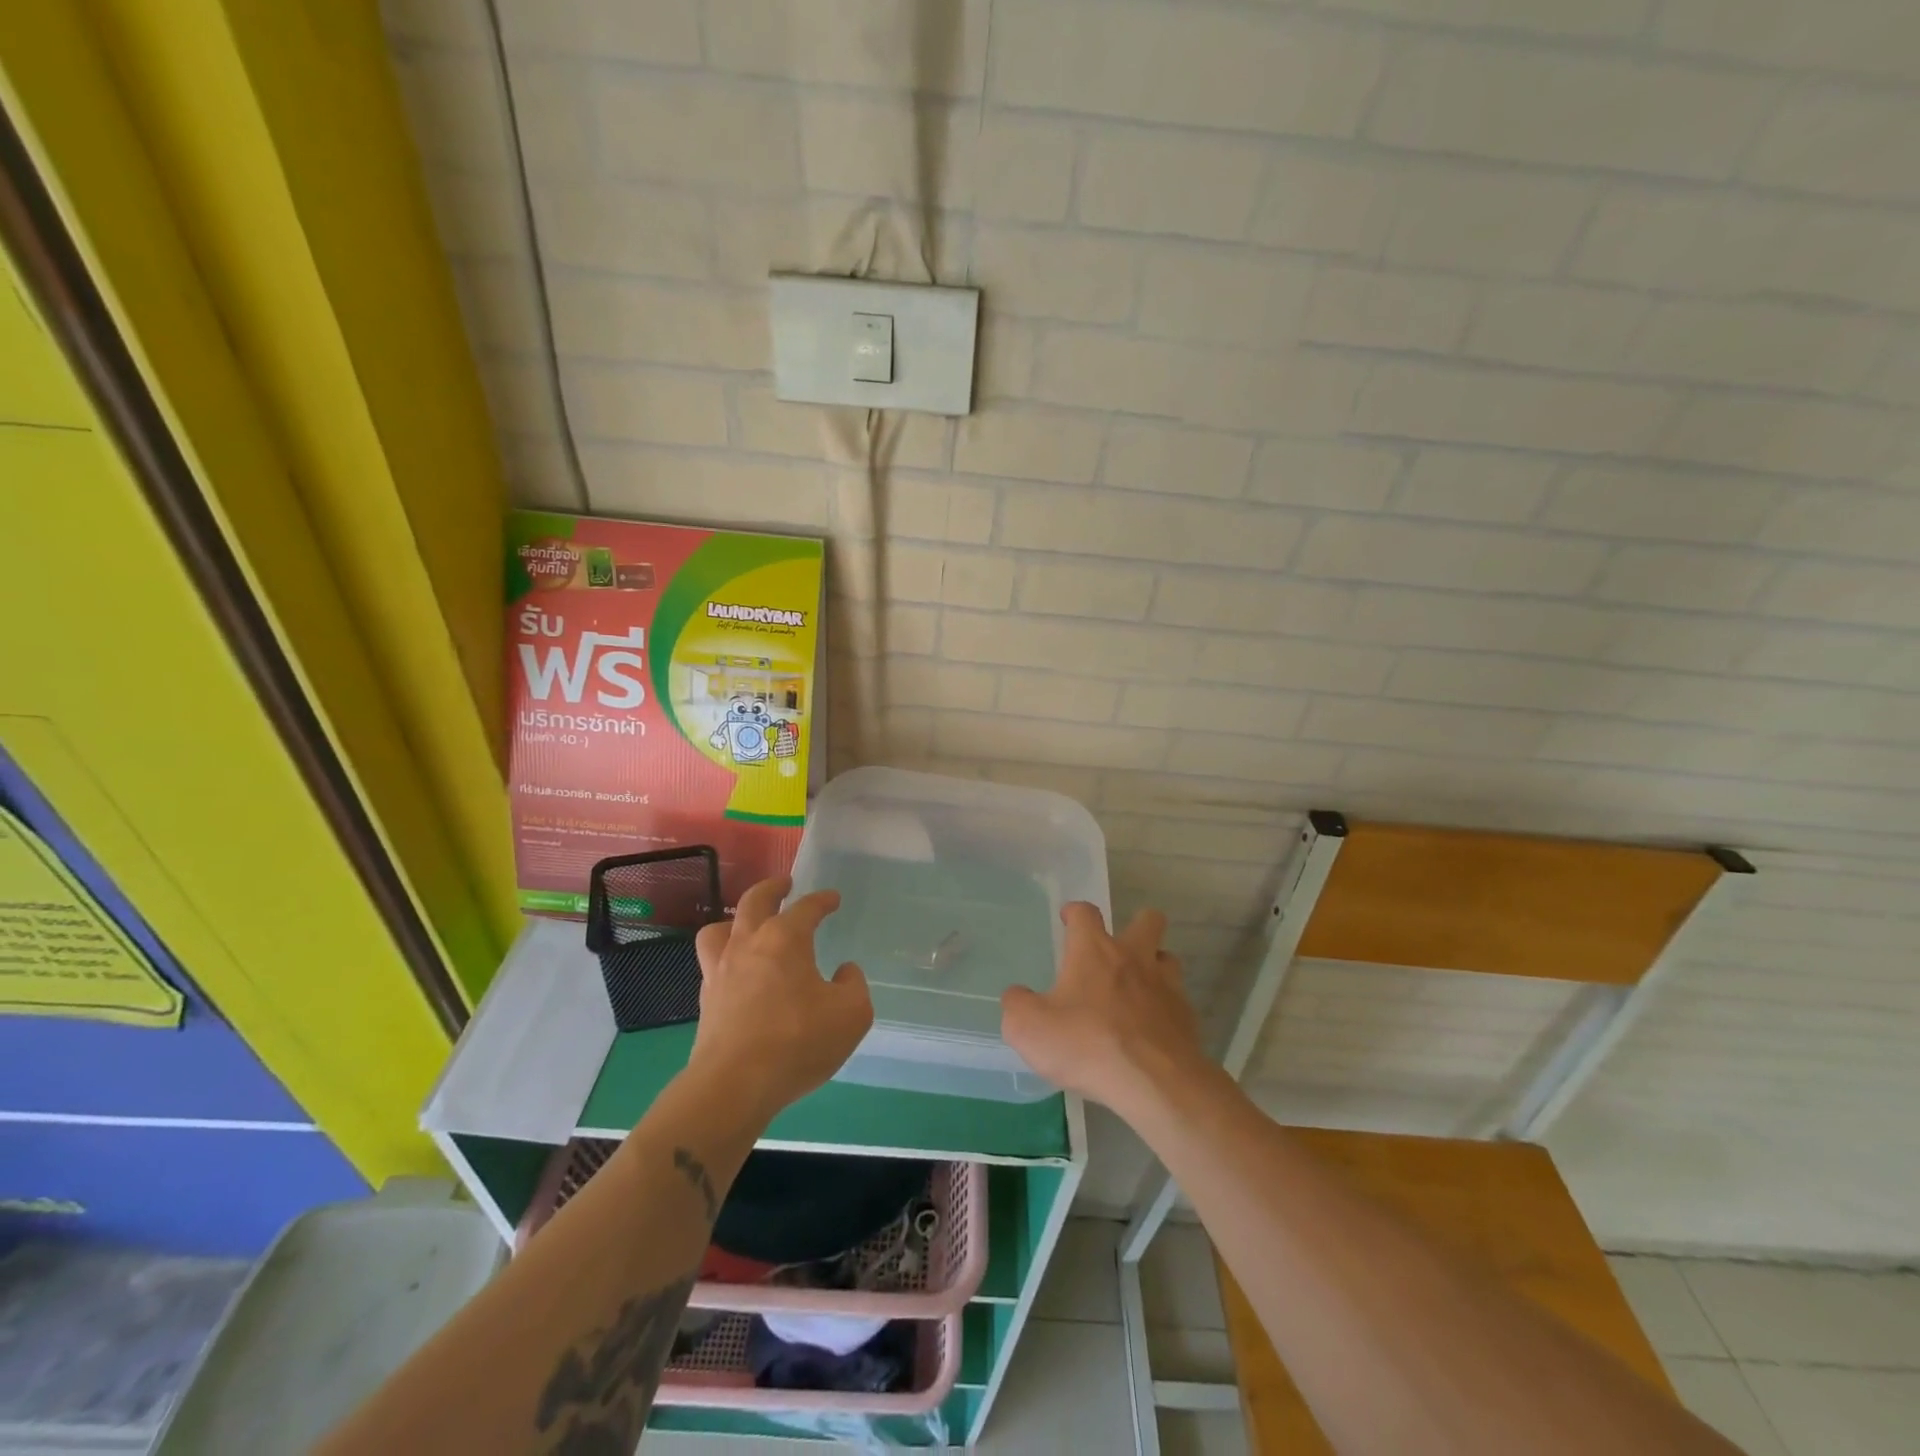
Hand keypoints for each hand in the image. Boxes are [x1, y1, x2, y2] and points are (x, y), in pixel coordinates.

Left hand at [688, 876, 873, 1122]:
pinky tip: (738, 970)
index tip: (833, 899)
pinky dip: (726, 955)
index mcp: (785, 939)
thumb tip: (844, 972)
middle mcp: (748, 944)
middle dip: (772, 888)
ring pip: (719, 928)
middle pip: (754, 901)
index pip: (806, 907)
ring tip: (747, 924)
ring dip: (736, 919)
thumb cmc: (798, 1041)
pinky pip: (712, 962)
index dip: (822, 900)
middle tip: (784, 884)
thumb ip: (853, 986)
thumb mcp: (851, 1014)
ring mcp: (721, 970)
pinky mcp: (706, 999)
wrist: (734, 1085)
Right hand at [1001, 903, 1209, 1118]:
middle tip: (1117, 948)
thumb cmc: (1087, 1045)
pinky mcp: (1186, 1016)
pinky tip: (1151, 1029)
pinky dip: (1164, 1007)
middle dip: (1135, 925)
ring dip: (1153, 965)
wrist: (1154, 1083)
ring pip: (1166, 957)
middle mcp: (1133, 957)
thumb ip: (1017, 1005)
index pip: (1085, 913)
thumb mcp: (1029, 1029)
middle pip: (1147, 920)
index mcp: (1094, 951)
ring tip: (1137, 987)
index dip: (1075, 912)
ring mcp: (1166, 985)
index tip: (1068, 918)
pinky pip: (1177, 999)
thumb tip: (1018, 996)